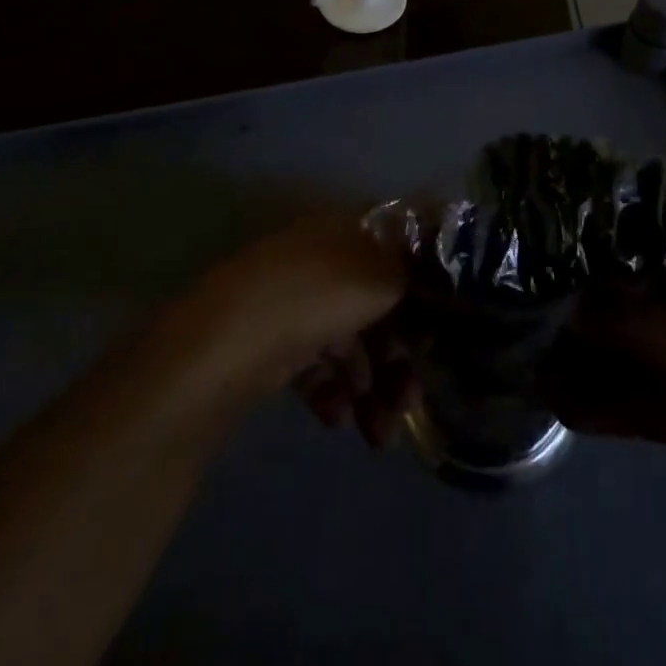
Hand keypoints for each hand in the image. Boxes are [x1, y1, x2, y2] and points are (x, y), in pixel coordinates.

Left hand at [179, 212, 413, 437]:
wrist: (223, 345)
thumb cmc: (313, 297)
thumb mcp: (379, 276)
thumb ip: (412, 274)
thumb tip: (434, 276)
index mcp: (347, 230)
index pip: (398, 252)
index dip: (424, 289)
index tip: (442, 332)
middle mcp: (323, 259)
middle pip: (376, 305)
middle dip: (398, 358)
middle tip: (411, 403)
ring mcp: (295, 301)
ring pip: (348, 342)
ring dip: (371, 388)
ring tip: (379, 436)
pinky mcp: (272, 342)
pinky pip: (316, 365)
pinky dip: (332, 393)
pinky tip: (337, 420)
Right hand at [540, 276, 665, 526]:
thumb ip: (627, 324)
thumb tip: (568, 308)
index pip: (635, 253)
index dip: (589, 255)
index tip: (540, 257)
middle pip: (625, 306)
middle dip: (578, 315)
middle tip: (521, 316)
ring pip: (628, 357)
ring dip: (586, 365)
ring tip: (530, 367)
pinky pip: (638, 403)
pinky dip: (605, 407)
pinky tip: (564, 408)